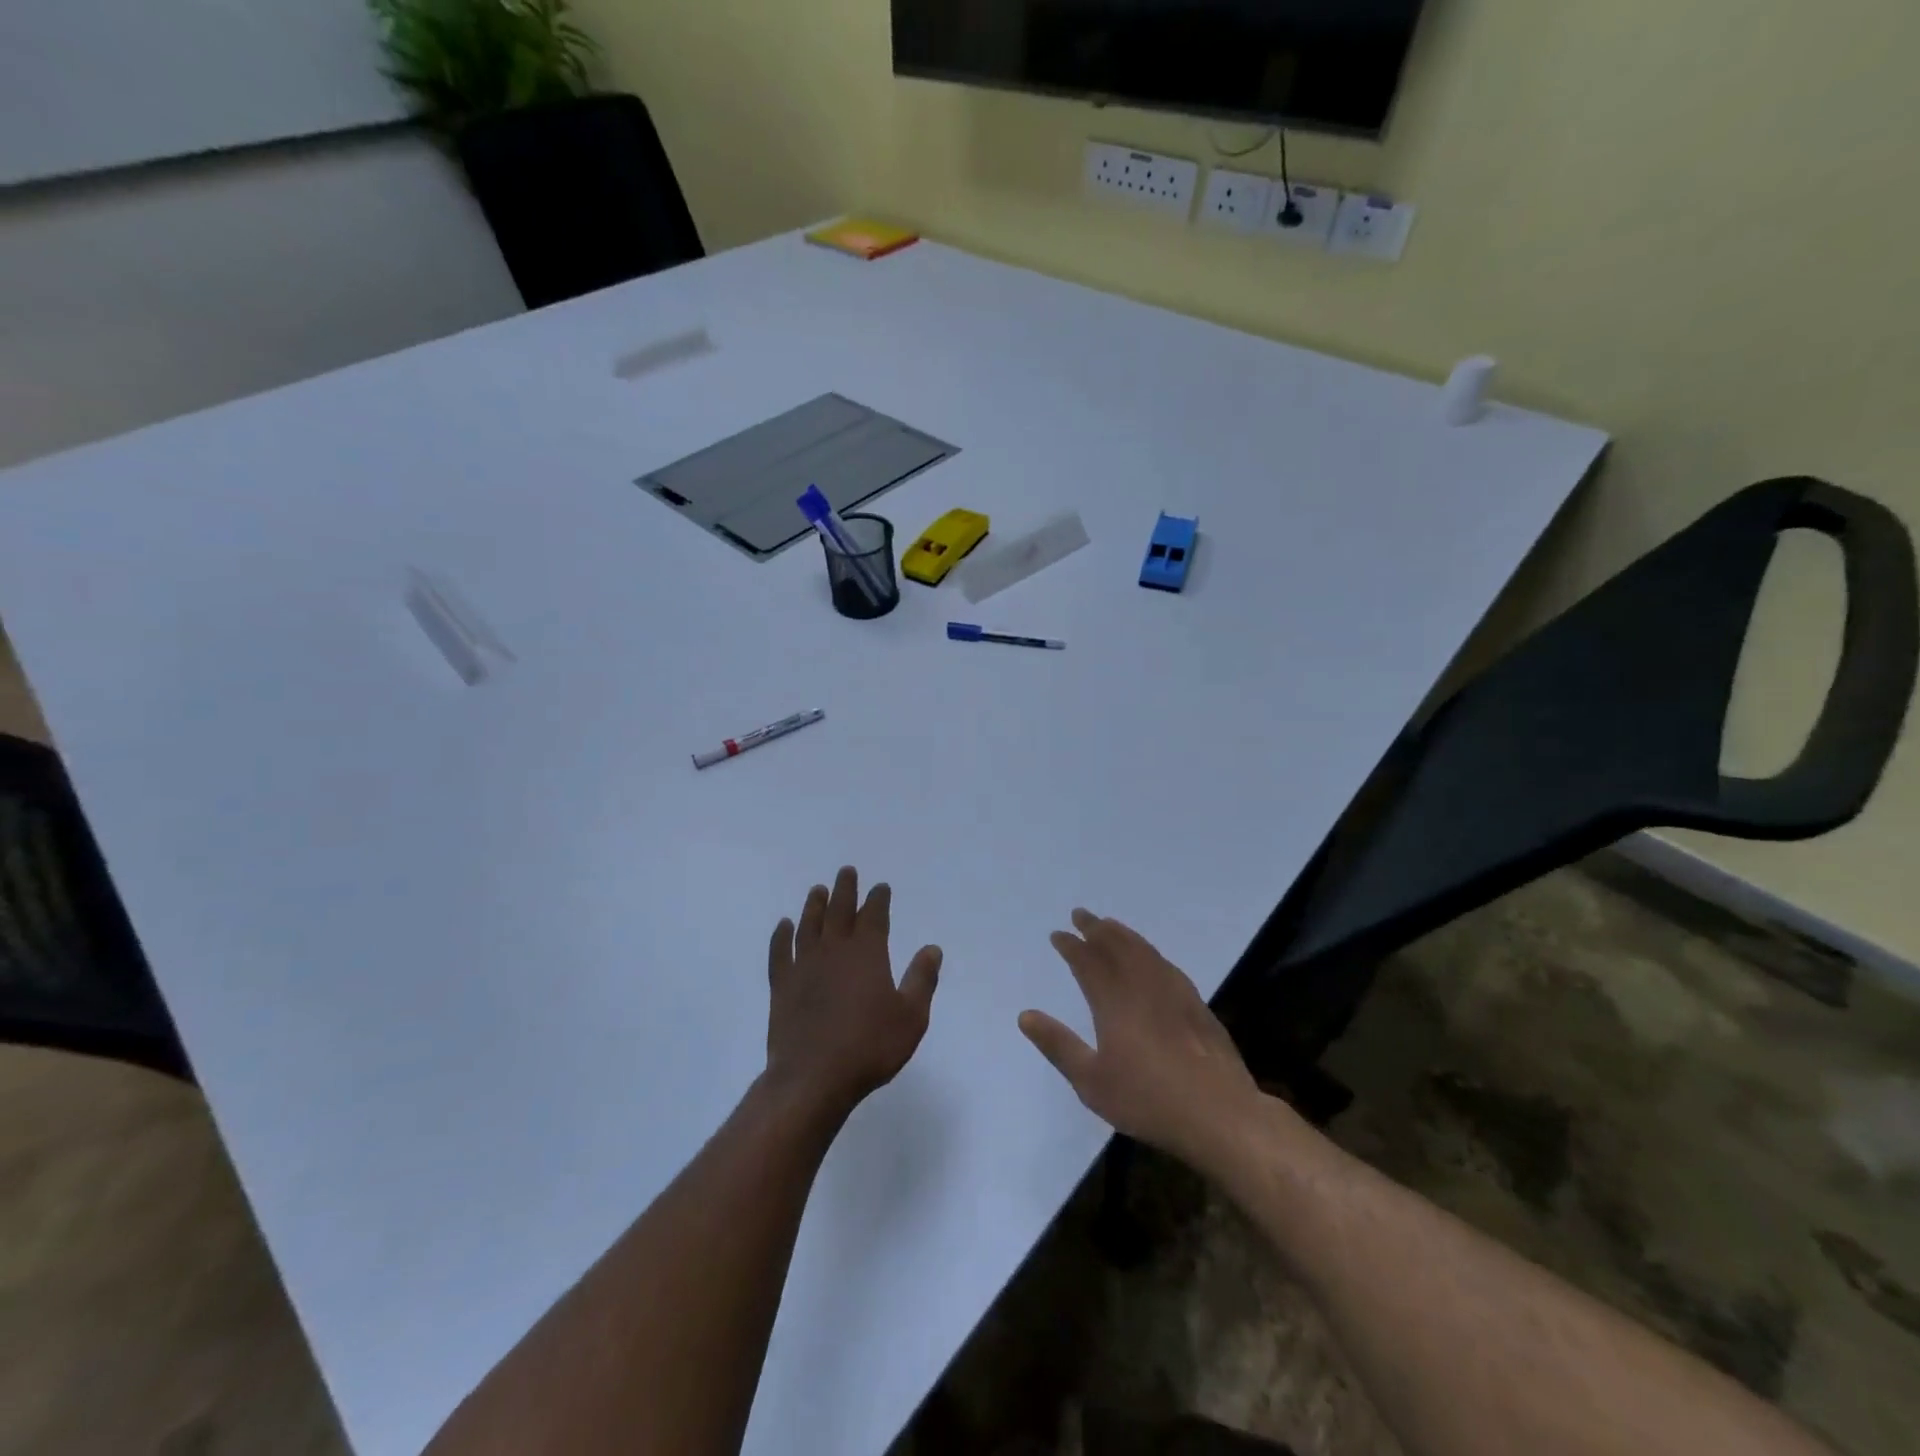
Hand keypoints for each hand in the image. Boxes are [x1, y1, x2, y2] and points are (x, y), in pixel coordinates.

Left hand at [764, 866, 942, 1120]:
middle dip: (845, 890)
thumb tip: (931, 949)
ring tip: (818, 890)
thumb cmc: (869, 1047)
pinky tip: (783, 926)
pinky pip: (780, 953)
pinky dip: (781, 936)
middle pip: (839, 911)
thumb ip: (922, 980)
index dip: (878, 899)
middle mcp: (834, 951)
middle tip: (847, 872)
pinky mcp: (781, 986)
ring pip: (809, 926)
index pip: (874, 916)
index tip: (880, 887)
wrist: (813, 1077)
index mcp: (867, 953)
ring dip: (814, 906)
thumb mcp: (911, 1017)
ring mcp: (804, 966)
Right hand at [1019, 909, 1259, 1168]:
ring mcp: (1174, 992)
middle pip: (1116, 946)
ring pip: (1143, 950)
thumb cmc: (1147, 1099)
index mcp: (1114, 1002)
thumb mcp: (1091, 1081)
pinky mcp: (1196, 1004)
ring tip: (1110, 925)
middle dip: (1096, 928)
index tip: (1058, 934)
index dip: (1071, 946)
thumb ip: (1058, 1045)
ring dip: (1123, 934)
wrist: (1219, 1113)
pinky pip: (1165, 964)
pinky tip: (1151, 957)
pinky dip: (1149, 951)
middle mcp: (1142, 986)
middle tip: (1081, 914)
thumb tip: (1025, 1015)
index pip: (1087, 962)